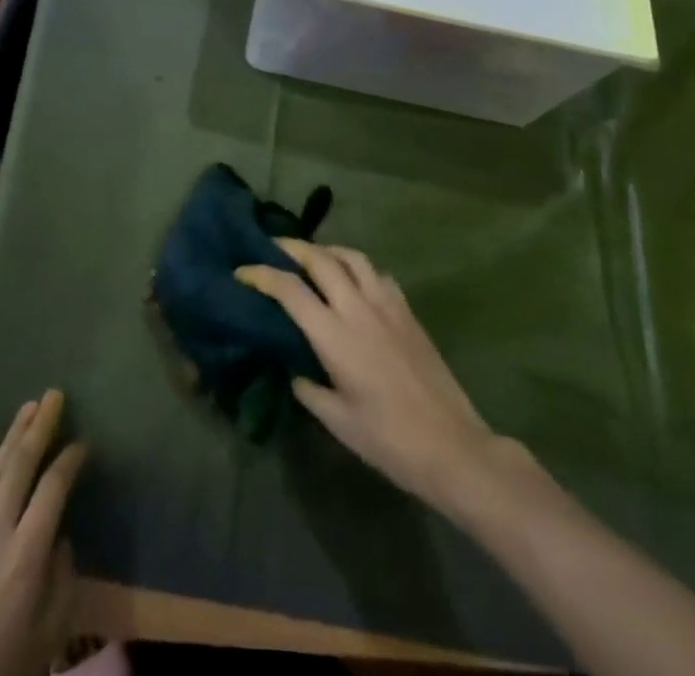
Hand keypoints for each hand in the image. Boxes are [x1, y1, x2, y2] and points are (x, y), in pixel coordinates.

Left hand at [0, 389, 87, 675]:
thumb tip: (61, 540)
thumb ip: (61, 582)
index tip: (83, 443)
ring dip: (11, 434)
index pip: (54, 488)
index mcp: (27, 553)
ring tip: (28, 406)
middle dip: (40, 427)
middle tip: (55, 395)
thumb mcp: (47, 637)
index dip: (70, 460)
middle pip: (21, 465)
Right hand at [236, 241, 506, 511]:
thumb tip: (294, 369)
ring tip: (312, 257)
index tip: (242, 271)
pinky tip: (354, 281)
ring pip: (352, 257)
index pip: (290, 290)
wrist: (452, 446)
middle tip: (273, 249)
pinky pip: (377, 273)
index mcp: (335, 335)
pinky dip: (357, 267)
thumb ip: (309, 389)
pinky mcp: (408, 311)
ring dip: (327, 250)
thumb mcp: (337, 421)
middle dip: (292, 248)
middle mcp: (358, 308)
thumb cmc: (388, 440)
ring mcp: (387, 305)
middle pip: (320, 259)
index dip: (262, 274)